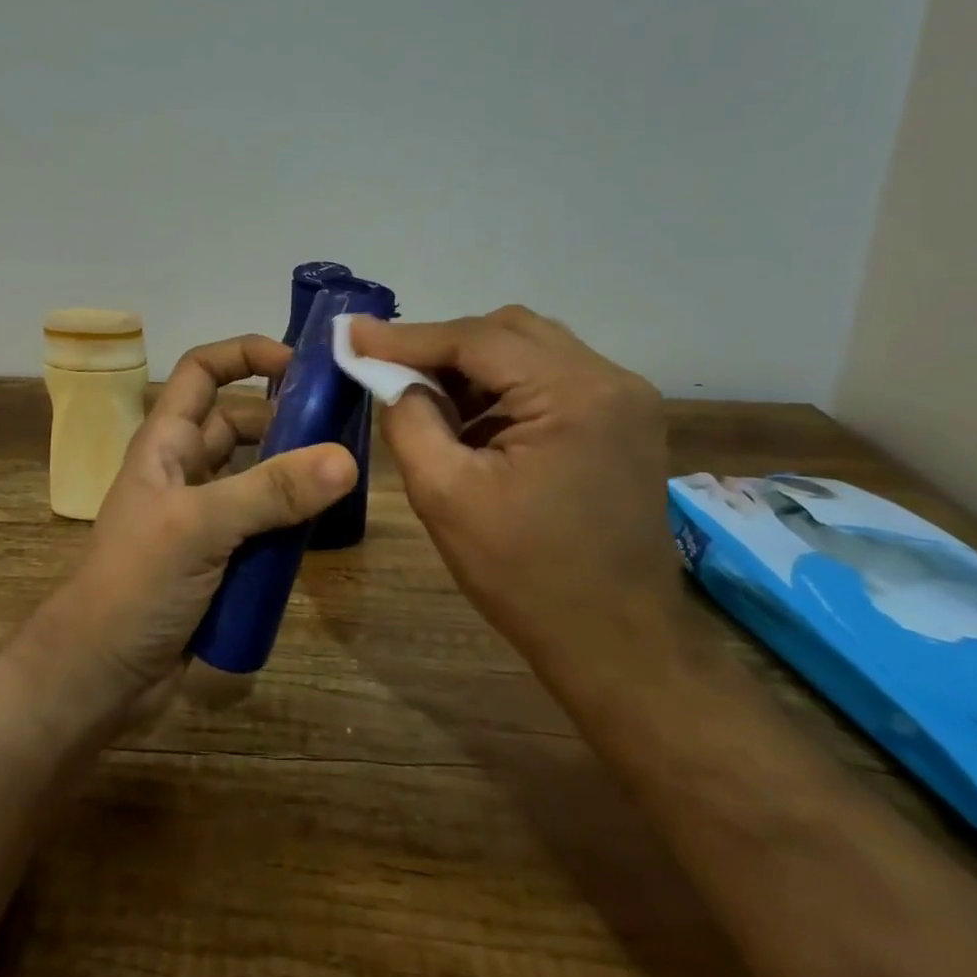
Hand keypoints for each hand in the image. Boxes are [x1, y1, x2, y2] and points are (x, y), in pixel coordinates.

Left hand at [28, 335, 356, 729]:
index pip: (202, 372)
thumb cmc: (135, 583)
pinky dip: (291, 520)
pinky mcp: (220, 557)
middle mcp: (186, 469)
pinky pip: (264, 523)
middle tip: (344, 429)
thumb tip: (346, 460)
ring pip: (258, 475)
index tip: (299, 364)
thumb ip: (271, 492)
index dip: (244, 354)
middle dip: (286, 419)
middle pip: (241, 423)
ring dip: (295, 473)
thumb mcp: (200, 527)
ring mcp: (204, 515)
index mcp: (167, 442)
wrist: (101, 676)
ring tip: (347, 476)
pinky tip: (326, 527)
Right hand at [349, 306, 672, 676]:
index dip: (408, 336)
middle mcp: (611, 380)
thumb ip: (409, 419)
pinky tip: (472, 422)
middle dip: (443, 347)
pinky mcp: (622, 422)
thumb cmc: (526, 576)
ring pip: (529, 350)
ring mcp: (625, 400)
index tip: (352, 334)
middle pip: (508, 331)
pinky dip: (502, 388)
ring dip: (473, 367)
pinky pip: (550, 378)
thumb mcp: (445, 495)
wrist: (615, 645)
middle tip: (389, 369)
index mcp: (575, 394)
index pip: (477, 339)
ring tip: (428, 400)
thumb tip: (393, 377)